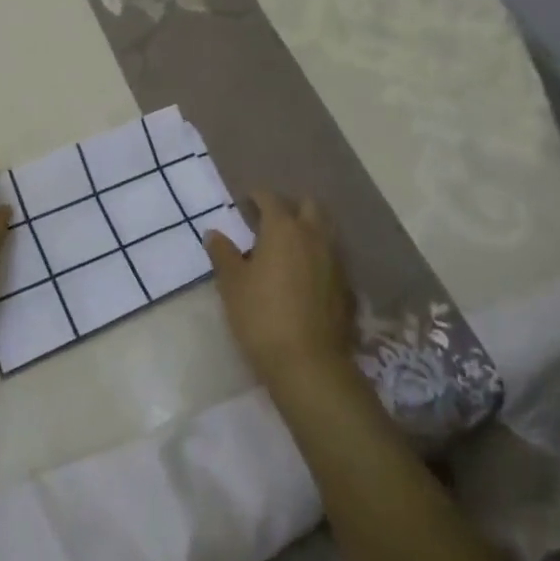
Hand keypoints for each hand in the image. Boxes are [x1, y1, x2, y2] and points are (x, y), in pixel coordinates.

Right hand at [206, 191, 353, 386]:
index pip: (270, 198)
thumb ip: (223, 254)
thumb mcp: (232, 284)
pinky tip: (304, 275)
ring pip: (324, 231)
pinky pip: (331, 258)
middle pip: (308, 206)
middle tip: (270, 221)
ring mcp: (334, 261)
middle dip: (290, 206)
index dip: (256, 196)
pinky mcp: (346, 286)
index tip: (244, 202)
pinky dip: (318, 256)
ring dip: (307, 230)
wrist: (308, 363)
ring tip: (287, 247)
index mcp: (283, 228)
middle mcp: (313, 236)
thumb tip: (214, 233)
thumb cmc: (261, 315)